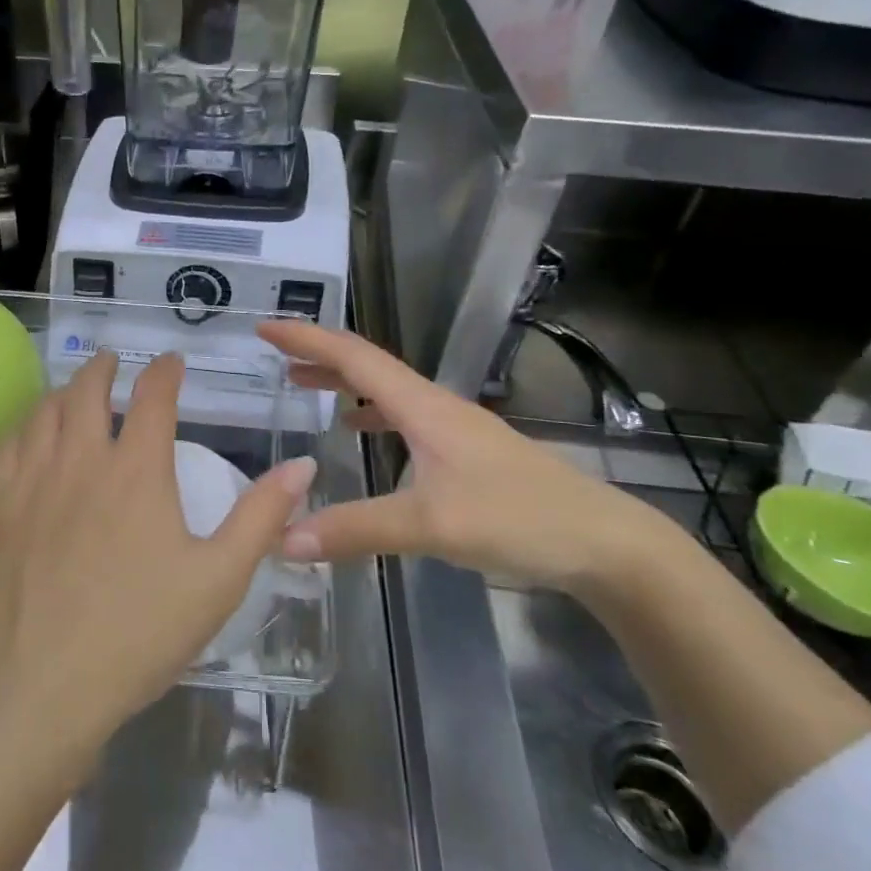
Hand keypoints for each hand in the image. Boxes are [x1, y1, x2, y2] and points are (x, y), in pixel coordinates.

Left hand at [0, 350, 315, 756]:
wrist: (39, 687)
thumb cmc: (138, 634)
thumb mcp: (218, 579)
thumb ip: (261, 516)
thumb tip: (302, 465)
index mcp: (135, 469)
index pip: (153, 396)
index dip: (165, 371)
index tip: (172, 362)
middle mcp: (79, 458)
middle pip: (86, 390)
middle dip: (103, 368)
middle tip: (113, 363)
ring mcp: (30, 480)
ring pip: (42, 411)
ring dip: (62, 391)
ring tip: (72, 392)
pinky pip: (7, 445)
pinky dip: (24, 427)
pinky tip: (28, 437)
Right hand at [258, 322, 668, 594]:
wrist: (604, 542)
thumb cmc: (519, 519)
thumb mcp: (431, 526)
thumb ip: (356, 530)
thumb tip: (284, 540)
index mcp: (423, 406)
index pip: (354, 357)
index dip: (307, 339)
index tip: (266, 328)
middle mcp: (435, 406)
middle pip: (368, 365)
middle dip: (319, 356)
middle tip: (276, 357)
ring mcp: (454, 427)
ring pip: (386, 390)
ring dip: (342, 382)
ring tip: (304, 387)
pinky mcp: (466, 451)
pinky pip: (403, 417)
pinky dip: (370, 413)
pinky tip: (360, 432)